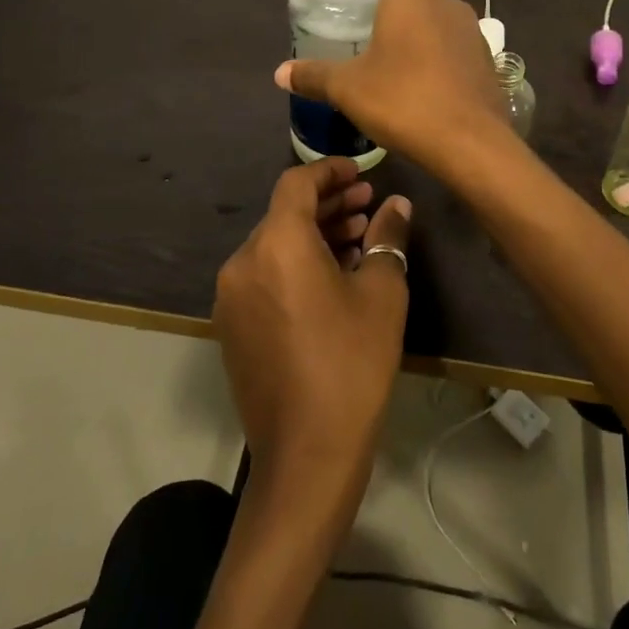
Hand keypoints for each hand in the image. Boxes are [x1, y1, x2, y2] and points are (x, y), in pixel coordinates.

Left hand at [214, 158, 411, 503]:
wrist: (306, 456)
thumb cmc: (351, 363)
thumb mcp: (382, 294)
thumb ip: (388, 238)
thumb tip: (396, 206)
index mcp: (276, 244)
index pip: (297, 183)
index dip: (329, 171)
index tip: (360, 172)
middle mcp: (244, 261)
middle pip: (285, 213)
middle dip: (328, 204)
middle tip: (368, 204)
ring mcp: (232, 296)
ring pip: (275, 245)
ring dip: (314, 234)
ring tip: (358, 238)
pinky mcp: (232, 326)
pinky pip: (265, 275)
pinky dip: (296, 263)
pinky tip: (333, 276)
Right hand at [273, 0, 508, 174]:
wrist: (469, 143)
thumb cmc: (403, 99)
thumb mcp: (348, 88)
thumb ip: (314, 76)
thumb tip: (280, 73)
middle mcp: (450, 6)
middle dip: (405, 10)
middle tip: (376, 36)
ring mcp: (475, 36)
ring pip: (446, 24)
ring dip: (426, 37)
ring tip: (399, 66)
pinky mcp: (489, 66)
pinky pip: (461, 53)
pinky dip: (445, 63)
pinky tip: (427, 92)